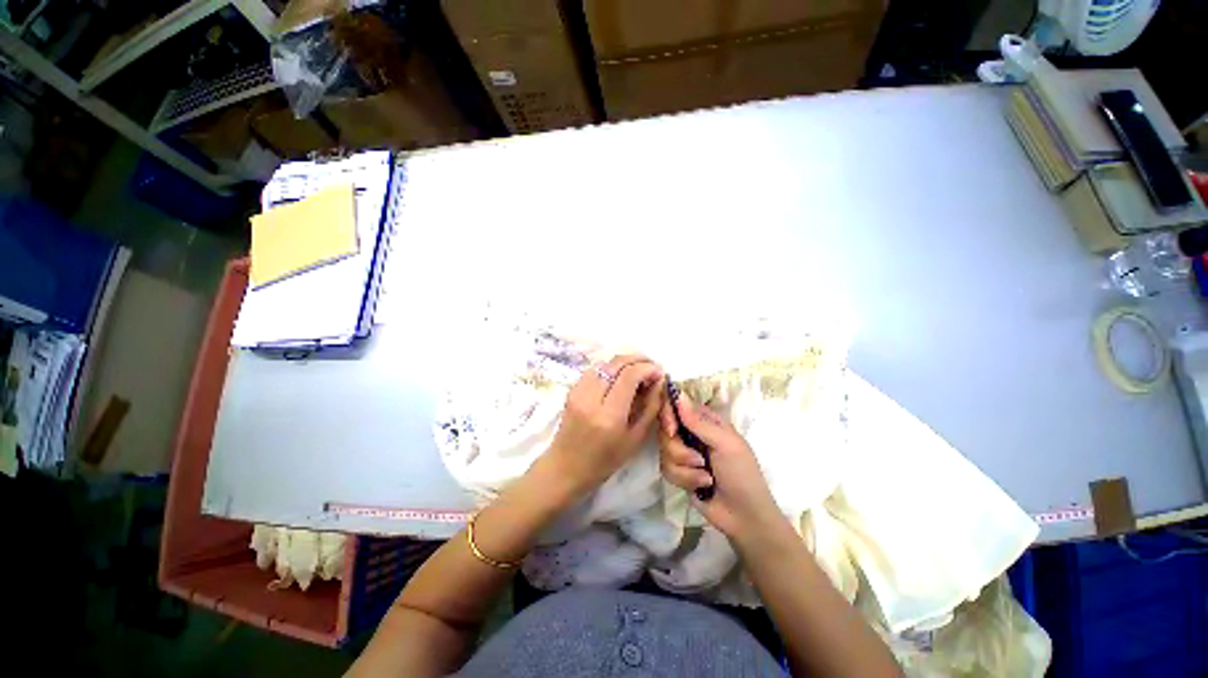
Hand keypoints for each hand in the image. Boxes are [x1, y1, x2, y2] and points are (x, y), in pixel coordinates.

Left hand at [543, 355, 663, 494]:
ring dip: (625, 362)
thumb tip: (659, 381)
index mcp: (609, 415)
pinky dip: (611, 368)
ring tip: (639, 371)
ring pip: (605, 363)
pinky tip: (620, 377)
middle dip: (638, 359)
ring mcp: (578, 391)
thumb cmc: (604, 461)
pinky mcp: (572, 389)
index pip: (629, 375)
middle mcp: (591, 398)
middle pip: (616, 363)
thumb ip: (650, 407)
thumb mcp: (635, 439)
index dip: (648, 368)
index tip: (660, 373)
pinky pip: (595, 370)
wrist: (565, 467)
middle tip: (652, 367)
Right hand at [658, 392, 781, 539]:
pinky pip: (667, 469)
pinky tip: (701, 487)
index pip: (677, 406)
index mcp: (706, 421)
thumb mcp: (725, 444)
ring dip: (686, 468)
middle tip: (698, 460)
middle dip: (679, 449)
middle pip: (666, 430)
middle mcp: (692, 433)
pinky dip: (685, 479)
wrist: (744, 517)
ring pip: (665, 452)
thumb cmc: (741, 474)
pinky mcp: (679, 472)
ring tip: (706, 478)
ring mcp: (684, 453)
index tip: (671, 429)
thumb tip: (679, 395)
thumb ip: (699, 422)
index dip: (668, 414)